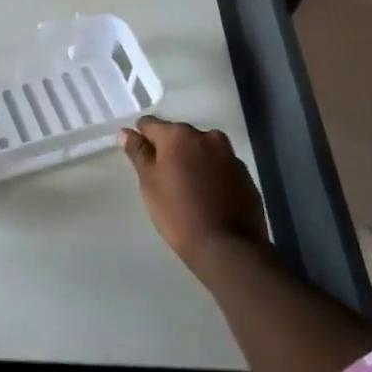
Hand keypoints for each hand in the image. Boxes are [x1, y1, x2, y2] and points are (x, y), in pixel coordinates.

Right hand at [119, 116, 266, 269]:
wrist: (228, 247)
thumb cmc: (179, 213)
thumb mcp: (149, 183)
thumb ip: (138, 153)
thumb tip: (126, 132)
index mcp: (178, 135)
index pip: (150, 124)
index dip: (142, 138)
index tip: (140, 157)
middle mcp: (206, 137)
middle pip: (179, 135)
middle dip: (170, 149)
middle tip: (163, 176)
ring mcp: (229, 155)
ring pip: (202, 150)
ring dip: (192, 160)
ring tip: (187, 187)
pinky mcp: (245, 175)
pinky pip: (220, 166)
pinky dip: (211, 174)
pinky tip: (207, 196)